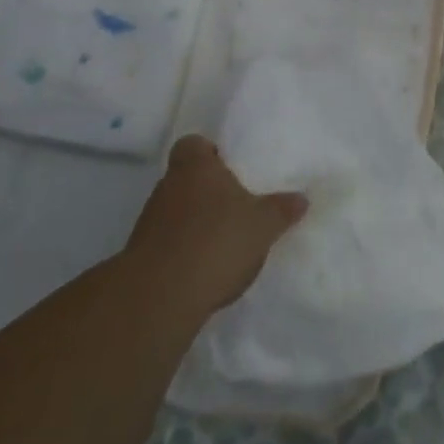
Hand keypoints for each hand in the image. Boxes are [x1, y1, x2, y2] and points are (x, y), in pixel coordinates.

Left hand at [123, 135, 307, 315]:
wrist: (160, 299)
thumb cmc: (216, 241)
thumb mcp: (264, 225)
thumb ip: (282, 209)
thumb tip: (301, 199)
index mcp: (194, 167)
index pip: (194, 144)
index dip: (211, 153)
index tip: (231, 167)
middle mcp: (167, 187)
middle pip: (188, 179)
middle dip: (210, 191)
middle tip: (239, 204)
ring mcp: (150, 223)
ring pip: (178, 213)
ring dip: (198, 224)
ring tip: (228, 240)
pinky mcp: (142, 258)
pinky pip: (170, 244)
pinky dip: (187, 252)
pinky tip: (209, 268)